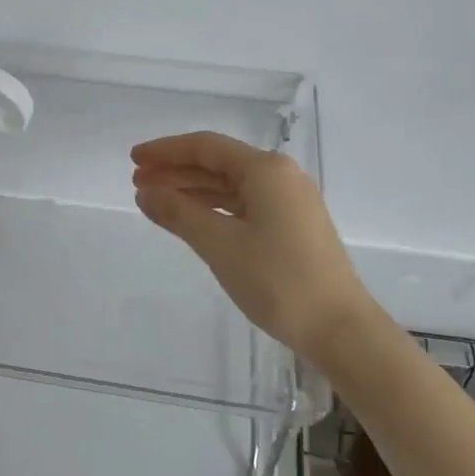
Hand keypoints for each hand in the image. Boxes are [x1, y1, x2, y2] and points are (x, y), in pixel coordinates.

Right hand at [131, 131, 374, 364]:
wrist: (340, 328)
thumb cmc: (278, 280)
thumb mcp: (220, 244)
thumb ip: (179, 213)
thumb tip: (145, 193)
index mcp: (266, 170)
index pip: (206, 147)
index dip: (166, 150)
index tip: (134, 159)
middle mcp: (281, 176)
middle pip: (218, 163)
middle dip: (176, 170)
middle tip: (137, 182)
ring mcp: (290, 201)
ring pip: (230, 185)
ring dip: (192, 190)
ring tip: (155, 201)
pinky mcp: (293, 225)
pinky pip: (244, 204)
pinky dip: (214, 208)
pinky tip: (192, 219)